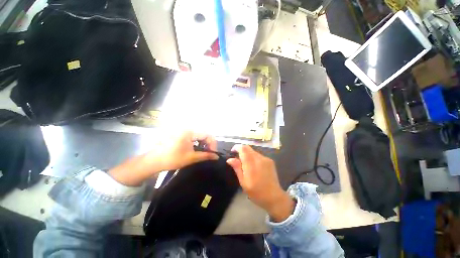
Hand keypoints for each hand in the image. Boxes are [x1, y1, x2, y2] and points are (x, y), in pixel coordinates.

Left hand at [109, 131, 218, 186]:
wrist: (154, 161)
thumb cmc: (172, 159)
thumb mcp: (191, 158)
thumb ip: (206, 156)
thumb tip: (216, 156)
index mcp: (189, 132)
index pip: (207, 134)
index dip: (213, 143)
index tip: (213, 153)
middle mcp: (187, 128)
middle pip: (204, 133)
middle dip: (209, 143)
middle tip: (210, 153)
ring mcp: (184, 130)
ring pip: (199, 134)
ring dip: (204, 142)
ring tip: (205, 151)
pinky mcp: (182, 134)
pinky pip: (194, 135)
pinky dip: (198, 141)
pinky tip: (198, 148)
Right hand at [227, 145, 294, 221]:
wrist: (274, 197)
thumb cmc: (256, 192)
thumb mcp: (243, 182)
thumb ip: (237, 168)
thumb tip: (230, 159)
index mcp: (251, 164)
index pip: (243, 149)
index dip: (237, 147)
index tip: (232, 151)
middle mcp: (259, 158)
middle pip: (248, 148)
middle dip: (241, 150)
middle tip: (238, 158)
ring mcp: (266, 159)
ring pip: (253, 151)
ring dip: (248, 154)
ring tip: (246, 164)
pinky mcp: (270, 161)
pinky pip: (259, 155)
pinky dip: (254, 157)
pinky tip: (254, 166)